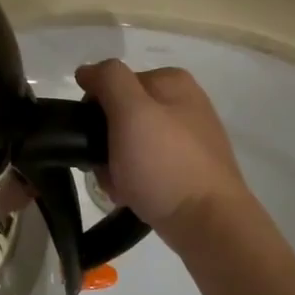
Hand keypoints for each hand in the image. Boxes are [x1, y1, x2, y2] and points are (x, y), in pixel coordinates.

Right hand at [75, 60, 272, 251]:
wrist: (208, 223)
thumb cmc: (165, 164)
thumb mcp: (131, 112)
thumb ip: (108, 80)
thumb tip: (87, 71)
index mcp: (172, 81)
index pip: (111, 84)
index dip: (95, 111)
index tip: (94, 138)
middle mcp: (183, 104)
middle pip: (119, 115)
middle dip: (104, 143)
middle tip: (106, 168)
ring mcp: (187, 138)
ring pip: (128, 144)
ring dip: (114, 165)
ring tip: (121, 187)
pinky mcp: (187, 169)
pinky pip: (144, 167)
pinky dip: (132, 180)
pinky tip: (133, 196)